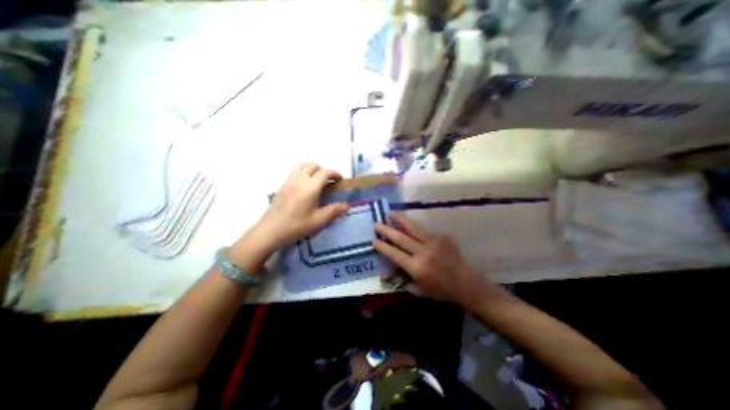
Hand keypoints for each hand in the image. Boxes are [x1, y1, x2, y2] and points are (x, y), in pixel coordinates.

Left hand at [251, 164, 346, 249]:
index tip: (340, 180)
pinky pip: (295, 171)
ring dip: (312, 169)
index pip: (325, 172)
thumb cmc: (296, 226)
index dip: (335, 173)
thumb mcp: (318, 221)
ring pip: (302, 165)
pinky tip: (305, 186)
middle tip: (329, 182)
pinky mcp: (282, 185)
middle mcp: (299, 179)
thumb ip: (333, 211)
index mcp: (310, 187)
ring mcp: (289, 181)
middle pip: (313, 165)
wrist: (270, 230)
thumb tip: (346, 206)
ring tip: (317, 181)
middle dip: (324, 170)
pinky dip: (303, 172)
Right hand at [374, 214, 492, 309]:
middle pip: (401, 238)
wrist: (466, 284)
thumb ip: (402, 278)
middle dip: (387, 230)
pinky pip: (424, 229)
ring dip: (399, 219)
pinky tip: (407, 222)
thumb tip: (387, 271)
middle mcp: (424, 252)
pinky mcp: (442, 237)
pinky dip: (413, 225)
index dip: (383, 246)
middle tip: (377, 223)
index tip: (373, 240)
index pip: (394, 253)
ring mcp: (434, 242)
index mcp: (417, 268)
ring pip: (412, 227)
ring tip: (390, 213)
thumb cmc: (440, 290)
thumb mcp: (418, 289)